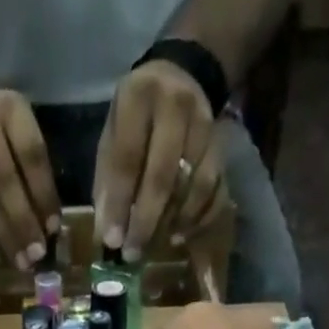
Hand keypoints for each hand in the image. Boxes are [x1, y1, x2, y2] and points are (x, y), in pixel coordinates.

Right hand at [0, 79, 61, 269]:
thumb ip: (33, 169)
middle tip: (35, 257)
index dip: (43, 194)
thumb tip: (49, 225)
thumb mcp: (18, 128)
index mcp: (8, 108)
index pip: (30, 155)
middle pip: (1, 181)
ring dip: (0, 237)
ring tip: (18, 263)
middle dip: (21, 224)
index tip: (52, 229)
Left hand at [93, 60, 226, 260]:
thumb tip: (107, 233)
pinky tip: (178, 234)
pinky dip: (197, 218)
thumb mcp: (113, 135)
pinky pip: (214, 190)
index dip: (119, 204)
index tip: (113, 241)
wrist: (181, 75)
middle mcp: (174, 107)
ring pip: (193, 185)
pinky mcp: (222, 146)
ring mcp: (204, 125)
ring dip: (172, 222)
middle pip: (162, 176)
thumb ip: (108, 181)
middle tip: (133, 253)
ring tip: (154, 245)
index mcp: (137, 98)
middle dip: (146, 221)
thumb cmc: (136, 118)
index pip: (127, 160)